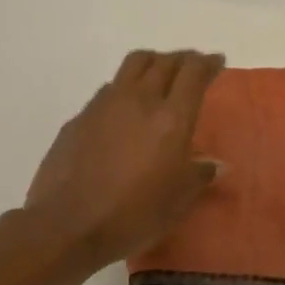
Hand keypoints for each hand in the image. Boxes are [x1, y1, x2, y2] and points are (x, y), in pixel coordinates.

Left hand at [24, 50, 224, 266]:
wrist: (68, 225)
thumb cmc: (134, 214)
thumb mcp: (179, 201)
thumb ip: (199, 175)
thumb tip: (215, 164)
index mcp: (171, 119)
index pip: (193, 73)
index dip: (208, 63)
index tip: (216, 61)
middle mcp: (139, 100)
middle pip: (163, 61)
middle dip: (182, 59)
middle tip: (192, 67)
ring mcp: (104, 106)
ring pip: (132, 66)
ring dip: (152, 64)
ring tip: (159, 77)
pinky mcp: (79, 118)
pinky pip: (108, 90)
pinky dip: (125, 89)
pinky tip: (124, 111)